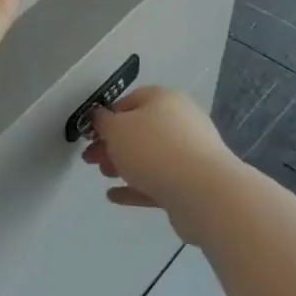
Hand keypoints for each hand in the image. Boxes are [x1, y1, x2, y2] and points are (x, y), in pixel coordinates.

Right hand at [81, 86, 237, 244]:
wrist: (204, 192)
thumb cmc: (153, 149)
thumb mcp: (116, 129)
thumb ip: (102, 122)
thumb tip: (99, 117)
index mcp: (163, 99)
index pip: (130, 100)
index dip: (107, 116)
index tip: (91, 134)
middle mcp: (180, 121)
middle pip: (139, 130)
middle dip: (112, 145)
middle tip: (91, 159)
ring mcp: (190, 153)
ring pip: (149, 156)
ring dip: (124, 165)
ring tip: (104, 176)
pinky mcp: (193, 183)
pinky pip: (159, 181)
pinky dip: (136, 186)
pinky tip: (115, 196)